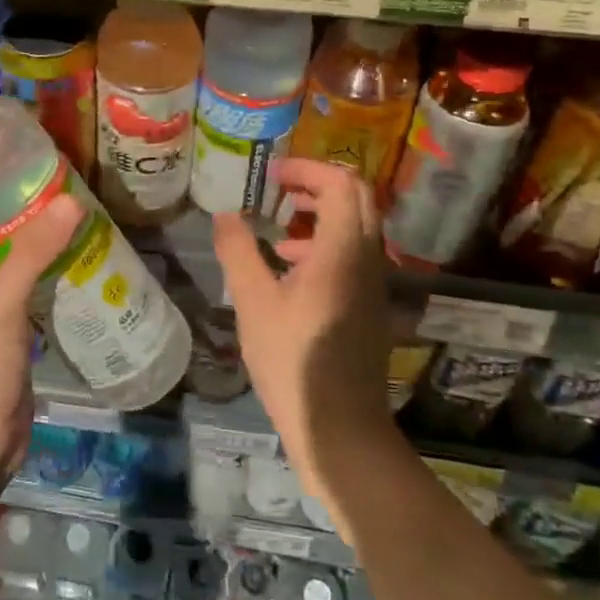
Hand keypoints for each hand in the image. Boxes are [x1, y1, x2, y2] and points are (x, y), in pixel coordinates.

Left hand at [0, 194, 82, 491]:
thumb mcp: (0, 307)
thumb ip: (33, 253)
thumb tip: (70, 201)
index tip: (14, 153)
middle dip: (15, 207)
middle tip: (57, 178)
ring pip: (5, 261)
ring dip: (32, 240)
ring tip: (72, 208)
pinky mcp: (1, 331)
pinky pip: (21, 288)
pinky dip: (42, 271)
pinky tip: (73, 256)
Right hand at [213, 158, 396, 504]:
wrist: (341, 430)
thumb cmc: (294, 362)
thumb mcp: (253, 303)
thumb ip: (238, 251)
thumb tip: (226, 214)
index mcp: (342, 251)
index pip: (341, 183)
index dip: (307, 169)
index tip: (273, 174)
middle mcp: (367, 259)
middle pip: (357, 198)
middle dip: (317, 185)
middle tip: (279, 190)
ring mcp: (373, 284)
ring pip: (357, 226)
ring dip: (321, 215)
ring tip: (278, 232)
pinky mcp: (368, 305)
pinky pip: (353, 254)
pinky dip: (324, 244)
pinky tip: (289, 270)